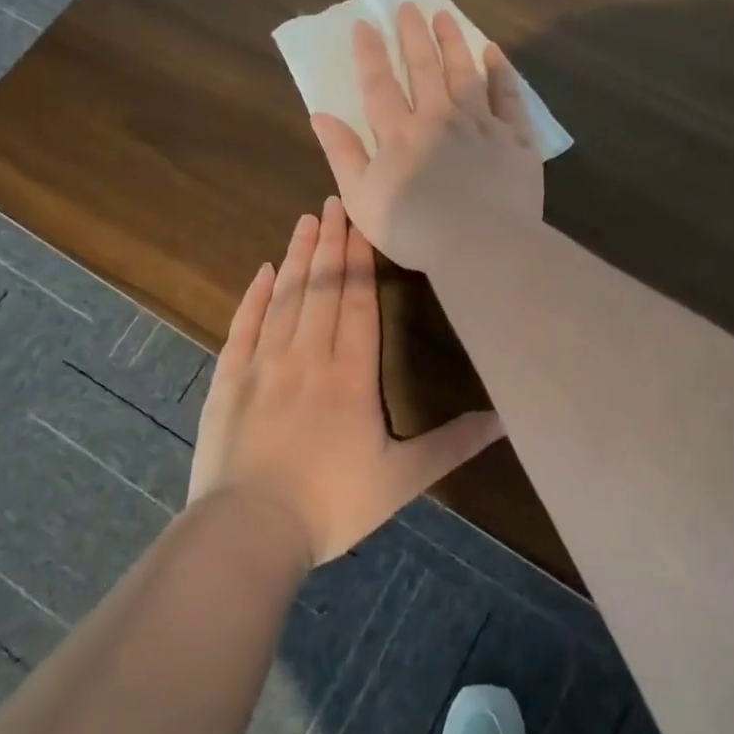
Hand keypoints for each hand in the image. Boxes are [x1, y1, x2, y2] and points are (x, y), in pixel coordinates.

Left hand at [188, 197, 504, 563]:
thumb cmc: (332, 505)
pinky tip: (262, 271)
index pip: (357, 302)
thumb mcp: (401, 478)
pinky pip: (243, 325)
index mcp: (350, 374)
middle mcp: (307, 356)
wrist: (249, 531)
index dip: (359, 259)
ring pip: (284, 298)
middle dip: (330, 243)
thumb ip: (452, 444)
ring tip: (306, 220)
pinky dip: (253, 296)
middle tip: (333, 201)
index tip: (361, 221)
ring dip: (296, 257)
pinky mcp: (229, 379)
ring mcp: (263, 364)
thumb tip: (504, 420)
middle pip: (321, 288)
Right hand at [309, 3, 543, 271]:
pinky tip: (494, 53)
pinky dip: (502, 73)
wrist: (481, 246)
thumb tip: (320, 115)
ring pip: (466, 74)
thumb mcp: (362, 198)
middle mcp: (440, 118)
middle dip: (414, 35)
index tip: (364, 24)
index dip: (370, 53)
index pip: (379, 84)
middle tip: (409, 6)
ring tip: (444, 16)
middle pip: (425, 69)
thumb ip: (342, 154)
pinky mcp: (515, 140)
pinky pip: (509, 98)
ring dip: (453, 43)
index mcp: (400, 134)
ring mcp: (482, 125)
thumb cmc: (414, 229)